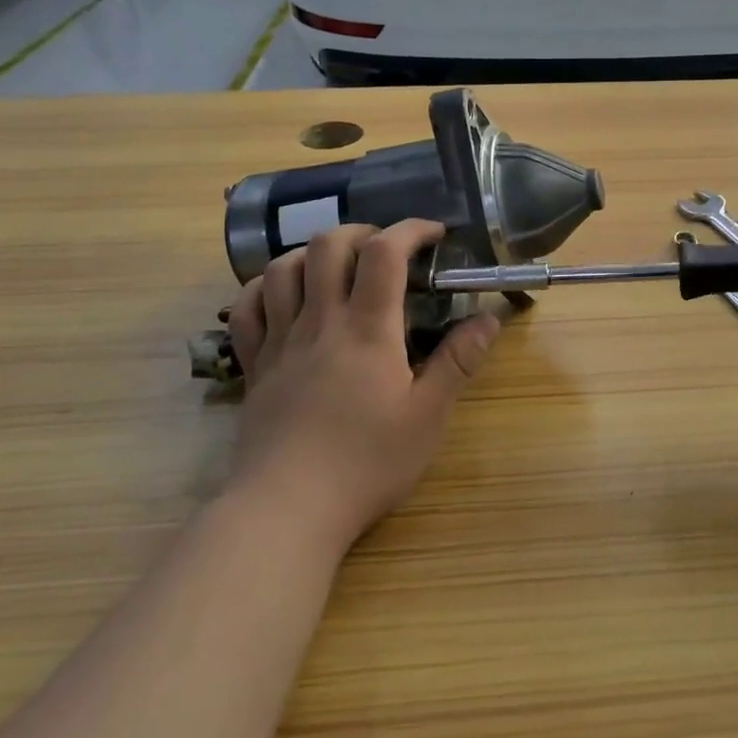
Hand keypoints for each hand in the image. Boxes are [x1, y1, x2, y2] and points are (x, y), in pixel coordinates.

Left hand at [225, 219, 500, 553]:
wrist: (288, 508)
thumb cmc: (367, 462)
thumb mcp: (428, 417)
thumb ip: (458, 362)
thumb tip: (489, 318)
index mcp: (367, 330)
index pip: (385, 253)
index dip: (410, 230)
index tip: (434, 234)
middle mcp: (320, 322)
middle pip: (328, 246)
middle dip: (361, 232)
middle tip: (387, 249)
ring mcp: (281, 342)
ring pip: (283, 268)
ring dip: (312, 252)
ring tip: (337, 265)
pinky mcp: (255, 365)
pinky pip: (248, 308)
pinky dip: (264, 287)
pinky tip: (284, 294)